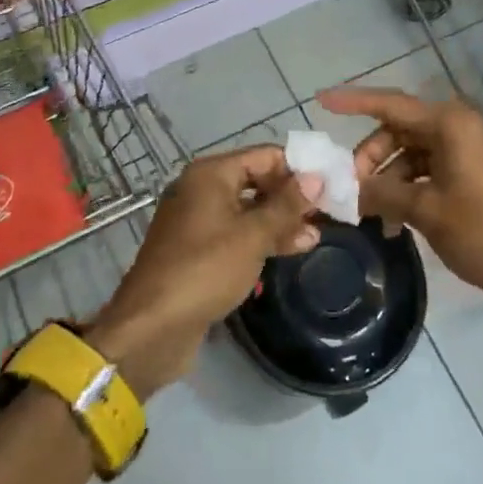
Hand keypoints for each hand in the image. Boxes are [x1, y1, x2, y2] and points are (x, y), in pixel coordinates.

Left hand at [90, 146, 322, 396]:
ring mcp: (197, 221)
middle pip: (256, 181)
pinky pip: (236, 233)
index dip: (297, 168)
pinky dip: (261, 239)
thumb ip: (286, 206)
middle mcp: (201, 189)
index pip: (264, 156)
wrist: (151, 328)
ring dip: (280, 221)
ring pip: (248, 210)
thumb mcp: (253, 235)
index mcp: (211, 174)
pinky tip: (289, 251)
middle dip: (290, 196)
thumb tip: (316, 178)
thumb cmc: (205, 269)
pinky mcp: (197, 250)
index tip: (330, 184)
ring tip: (315, 237)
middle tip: (327, 213)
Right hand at [318, 86, 482, 336]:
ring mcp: (463, 154)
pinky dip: (404, 191)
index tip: (320, 100)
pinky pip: (424, 173)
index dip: (353, 101)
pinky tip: (392, 224)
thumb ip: (380, 193)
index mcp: (450, 124)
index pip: (390, 103)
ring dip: (385, 179)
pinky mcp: (467, 178)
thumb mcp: (425, 210)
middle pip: (397, 130)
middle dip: (369, 157)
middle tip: (348, 188)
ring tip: (367, 214)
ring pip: (408, 154)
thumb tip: (343, 189)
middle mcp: (456, 129)